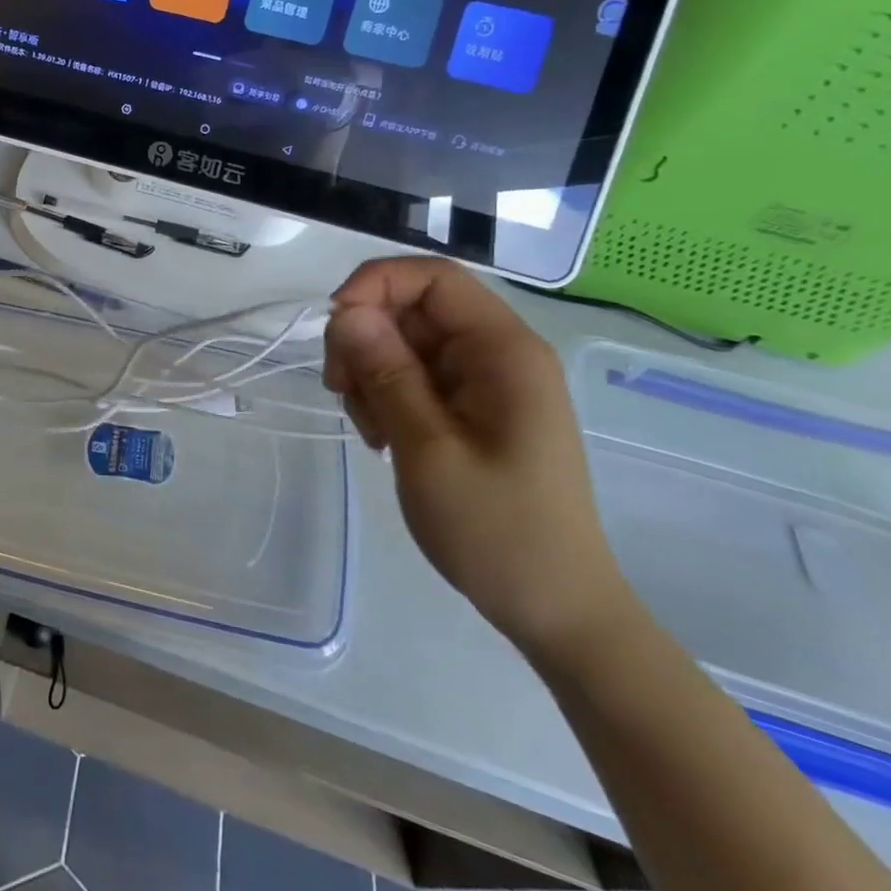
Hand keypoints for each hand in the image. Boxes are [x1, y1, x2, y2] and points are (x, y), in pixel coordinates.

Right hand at [323, 256, 636, 659]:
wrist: (555, 612)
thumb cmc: (498, 530)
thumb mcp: (428, 449)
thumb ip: (386, 373)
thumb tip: (345, 312)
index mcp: (503, 351)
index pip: (433, 278)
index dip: (375, 284)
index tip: (334, 327)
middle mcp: (496, 354)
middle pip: (411, 309)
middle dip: (364, 338)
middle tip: (341, 391)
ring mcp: (482, 382)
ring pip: (403, 342)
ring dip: (369, 372)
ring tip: (370, 429)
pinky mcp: (469, 408)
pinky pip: (411, 376)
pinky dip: (384, 396)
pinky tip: (382, 438)